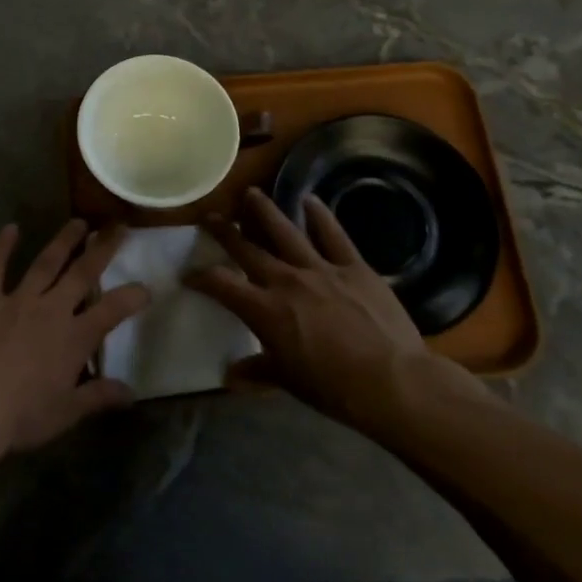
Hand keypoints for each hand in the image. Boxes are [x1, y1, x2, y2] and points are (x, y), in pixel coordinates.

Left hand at [0, 220, 148, 458]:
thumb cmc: (21, 415)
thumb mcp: (66, 413)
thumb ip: (99, 397)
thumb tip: (131, 393)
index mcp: (74, 338)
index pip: (112, 311)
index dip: (132, 297)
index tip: (146, 287)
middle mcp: (51, 310)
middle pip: (82, 273)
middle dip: (102, 250)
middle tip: (117, 227)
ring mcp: (17, 300)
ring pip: (45, 263)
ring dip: (63, 241)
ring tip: (78, 223)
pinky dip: (1, 247)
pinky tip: (10, 228)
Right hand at [187, 189, 470, 434]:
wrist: (392, 380)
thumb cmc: (334, 388)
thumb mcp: (288, 381)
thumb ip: (257, 371)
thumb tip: (229, 375)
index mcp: (265, 310)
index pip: (222, 285)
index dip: (202, 277)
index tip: (189, 273)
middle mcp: (286, 280)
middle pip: (248, 249)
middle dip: (225, 232)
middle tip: (211, 217)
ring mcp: (321, 269)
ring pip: (285, 232)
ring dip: (265, 212)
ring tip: (251, 193)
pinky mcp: (353, 267)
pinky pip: (333, 235)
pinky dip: (320, 216)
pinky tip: (310, 200)